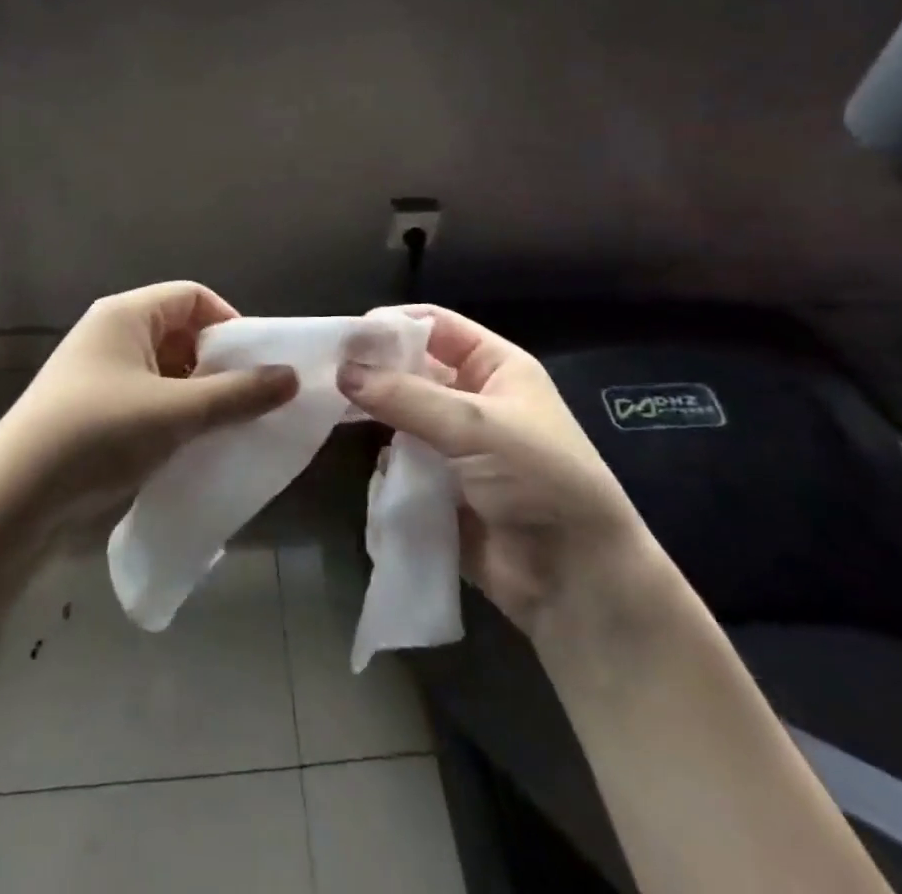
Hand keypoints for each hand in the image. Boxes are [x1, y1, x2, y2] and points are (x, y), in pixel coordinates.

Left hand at [0, 282, 298, 537]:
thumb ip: (238, 394)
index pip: (193, 296)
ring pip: (165, 370)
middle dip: (217, 363)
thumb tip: (291, 376)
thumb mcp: (176, 413)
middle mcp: (111, 334)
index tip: (256, 364)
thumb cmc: (97, 436)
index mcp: (126, 315)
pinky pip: (147, 398)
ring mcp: (98, 373)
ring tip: (224, 427)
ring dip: (197, 394)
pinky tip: (190, 446)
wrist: (11, 501)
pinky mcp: (91, 410)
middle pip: (180, 332)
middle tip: (247, 399)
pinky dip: (173, 414)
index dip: (230, 323)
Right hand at [337, 305, 652, 639]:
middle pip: (414, 370)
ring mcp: (457, 446)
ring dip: (376, 416)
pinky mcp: (442, 488)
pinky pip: (403, 463)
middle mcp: (474, 399)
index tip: (346, 335)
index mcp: (496, 367)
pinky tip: (371, 467)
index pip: (437, 326)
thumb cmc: (538, 477)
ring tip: (330, 413)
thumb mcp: (475, 425)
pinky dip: (386, 464)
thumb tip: (343, 371)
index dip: (394, 324)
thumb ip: (406, 396)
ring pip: (403, 416)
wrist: (576, 578)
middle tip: (325, 374)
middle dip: (376, 372)